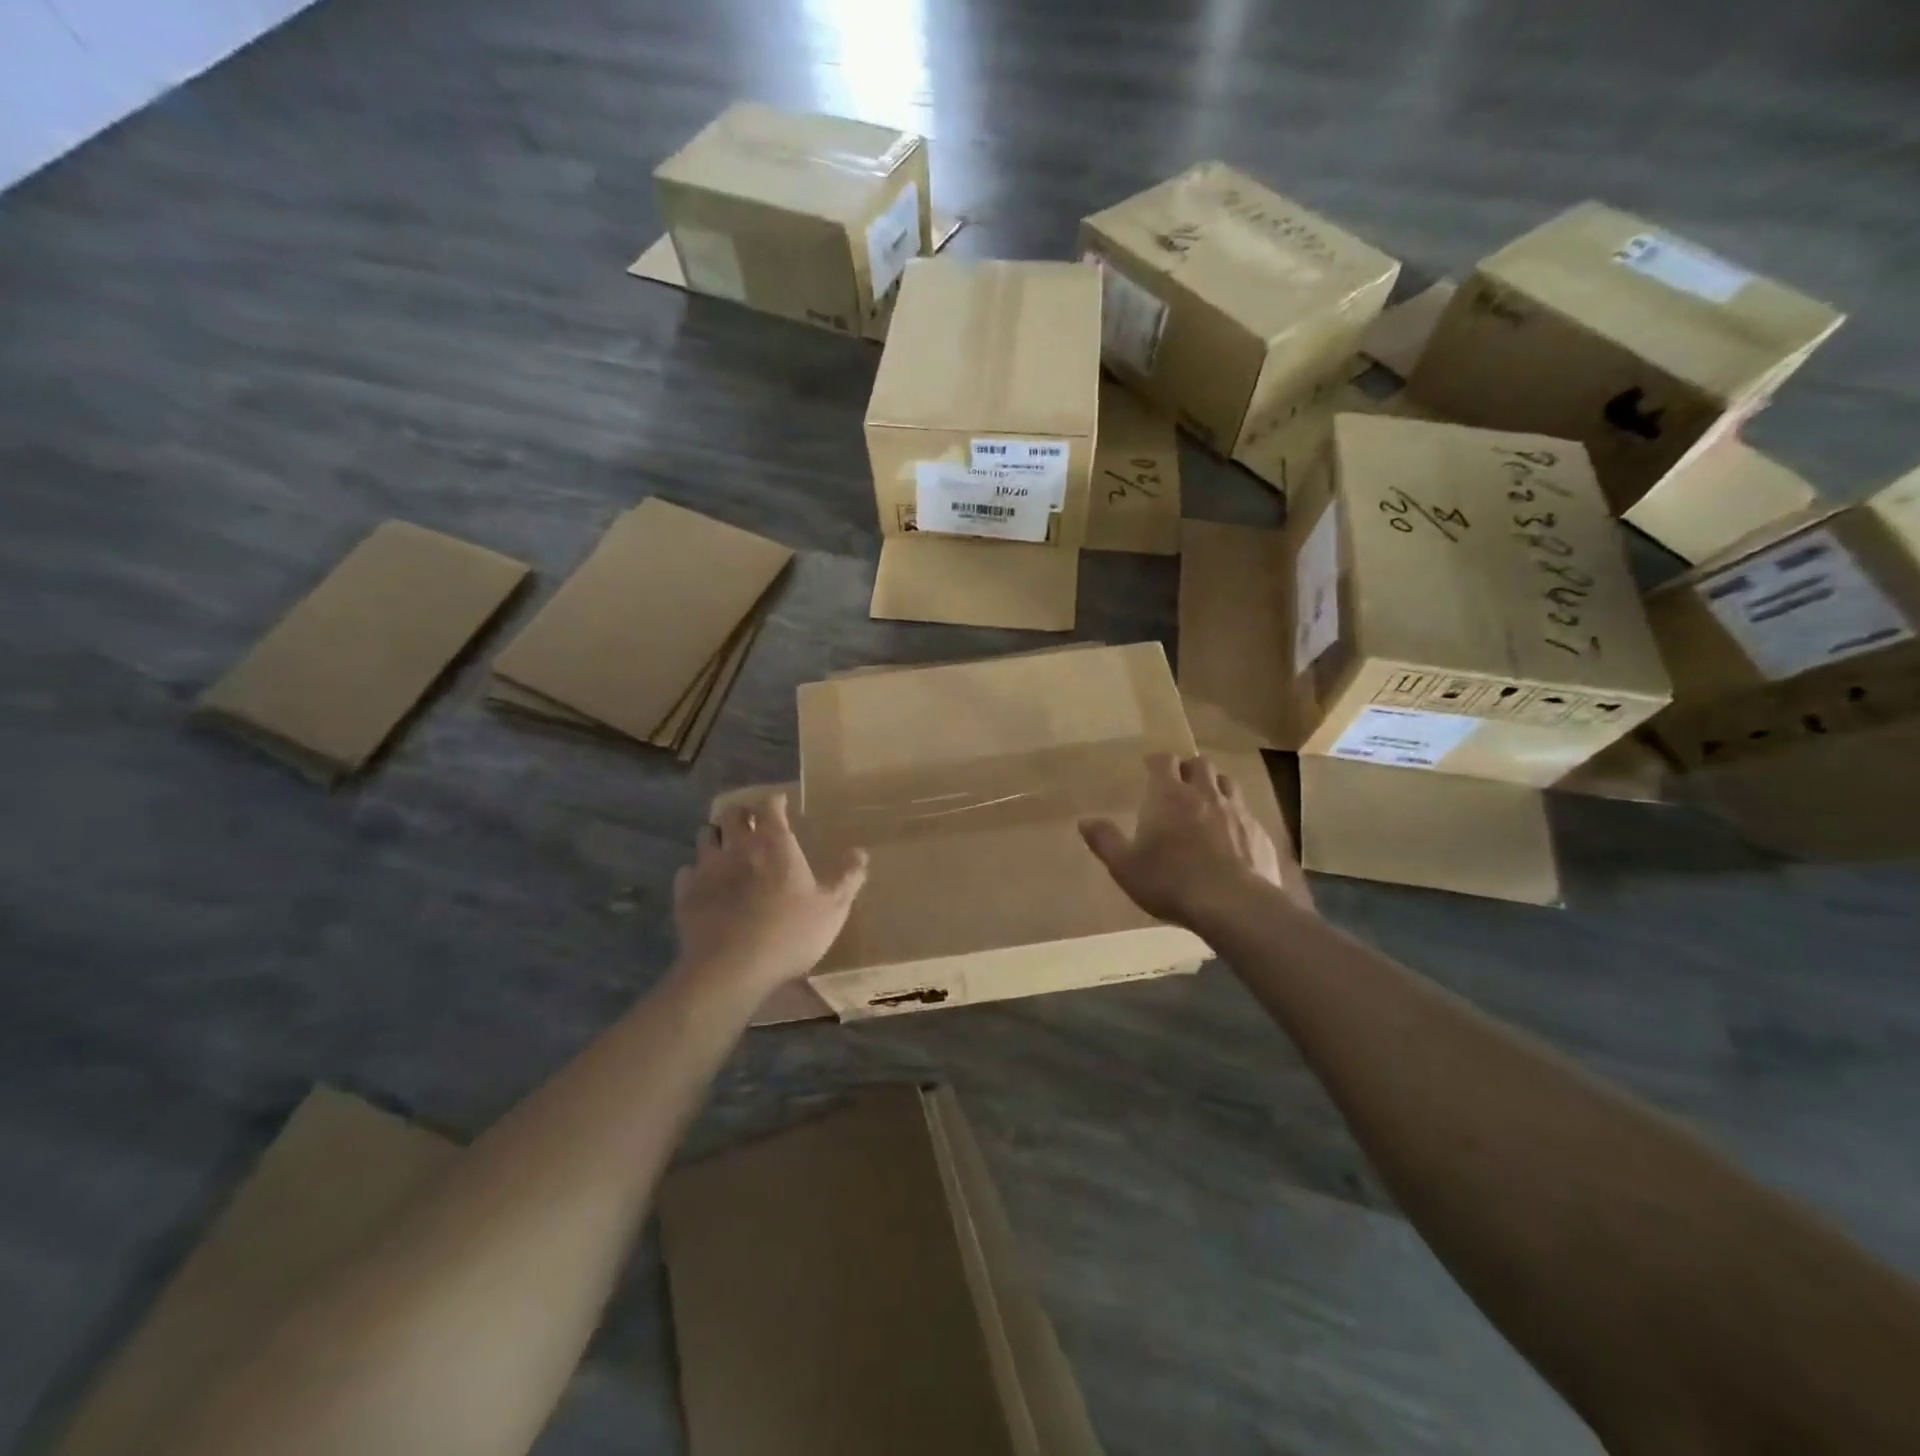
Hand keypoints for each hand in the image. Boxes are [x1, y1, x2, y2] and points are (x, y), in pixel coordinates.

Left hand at [672, 793, 868, 991]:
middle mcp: (738, 846)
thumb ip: (847, 878)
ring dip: (716, 837)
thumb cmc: (789, 933)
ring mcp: (707, 868)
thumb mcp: (832, 908)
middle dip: (741, 813)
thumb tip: (860, 852)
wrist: (731, 969)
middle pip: (732, 813)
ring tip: (725, 847)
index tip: (781, 804)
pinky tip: (704, 884)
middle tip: (751, 823)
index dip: (775, 802)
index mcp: (774, 843)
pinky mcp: (685, 893)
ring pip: (705, 836)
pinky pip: (687, 871)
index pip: (770, 806)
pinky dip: (696, 872)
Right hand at [1079, 754, 1308, 928]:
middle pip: (1200, 764)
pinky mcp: (1259, 832)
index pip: (1164, 761)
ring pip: (1227, 783)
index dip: (1157, 761)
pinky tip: (1231, 835)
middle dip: (1188, 768)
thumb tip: (1084, 821)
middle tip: (1179, 783)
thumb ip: (1105, 840)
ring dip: (1215, 786)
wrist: (1233, 905)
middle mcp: (1205, 794)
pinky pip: (1247, 812)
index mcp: (1169, 795)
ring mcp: (1237, 811)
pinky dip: (1236, 815)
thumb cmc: (1170, 881)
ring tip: (1206, 802)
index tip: (1150, 767)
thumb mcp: (1125, 866)